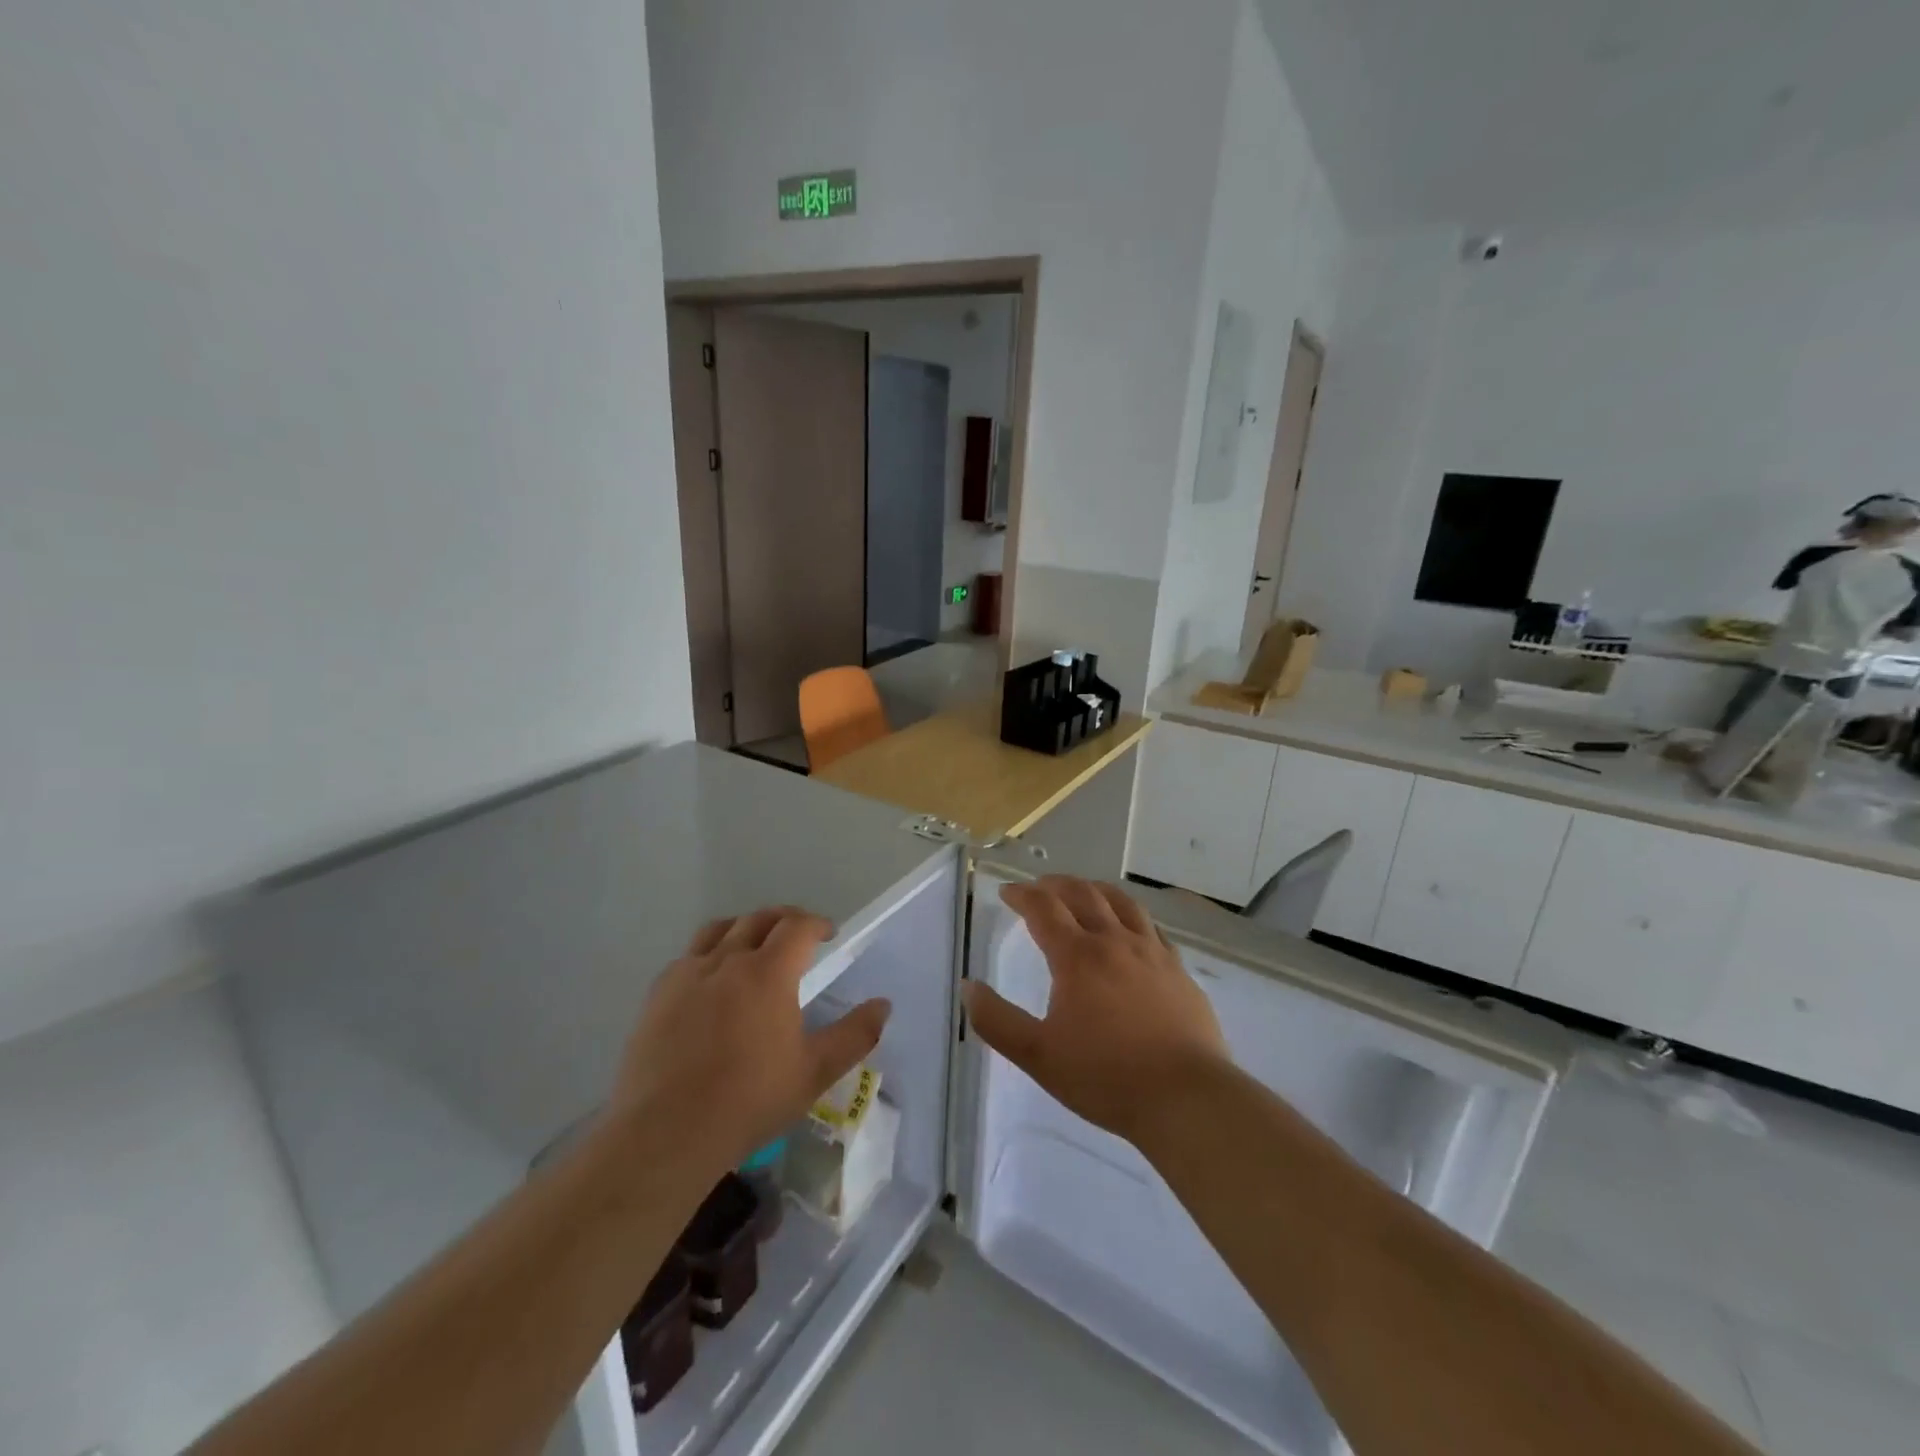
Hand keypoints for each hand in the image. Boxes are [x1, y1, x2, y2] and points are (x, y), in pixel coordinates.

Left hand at [613, 908, 890, 1174]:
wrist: (666, 1132)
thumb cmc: (749, 1100)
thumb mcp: (815, 1072)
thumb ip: (854, 1035)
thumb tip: (883, 1005)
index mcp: (768, 972)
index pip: (797, 926)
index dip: (817, 924)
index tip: (828, 934)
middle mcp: (727, 960)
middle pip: (759, 919)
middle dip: (784, 919)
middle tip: (797, 935)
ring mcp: (687, 974)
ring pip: (719, 929)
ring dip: (744, 928)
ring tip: (753, 945)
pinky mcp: (657, 994)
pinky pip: (687, 957)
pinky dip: (708, 954)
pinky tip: (710, 981)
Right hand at [963, 876, 1229, 1145]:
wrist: (1186, 1097)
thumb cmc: (1106, 1077)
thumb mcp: (1038, 1056)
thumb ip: (997, 1021)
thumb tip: (969, 987)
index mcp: (1077, 957)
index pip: (1044, 909)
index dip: (1022, 895)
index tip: (1007, 892)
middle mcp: (1115, 942)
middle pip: (1083, 894)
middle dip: (1056, 885)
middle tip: (1040, 887)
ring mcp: (1152, 953)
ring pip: (1122, 903)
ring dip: (1096, 889)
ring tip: (1084, 891)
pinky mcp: (1178, 970)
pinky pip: (1151, 926)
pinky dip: (1131, 915)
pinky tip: (1131, 927)